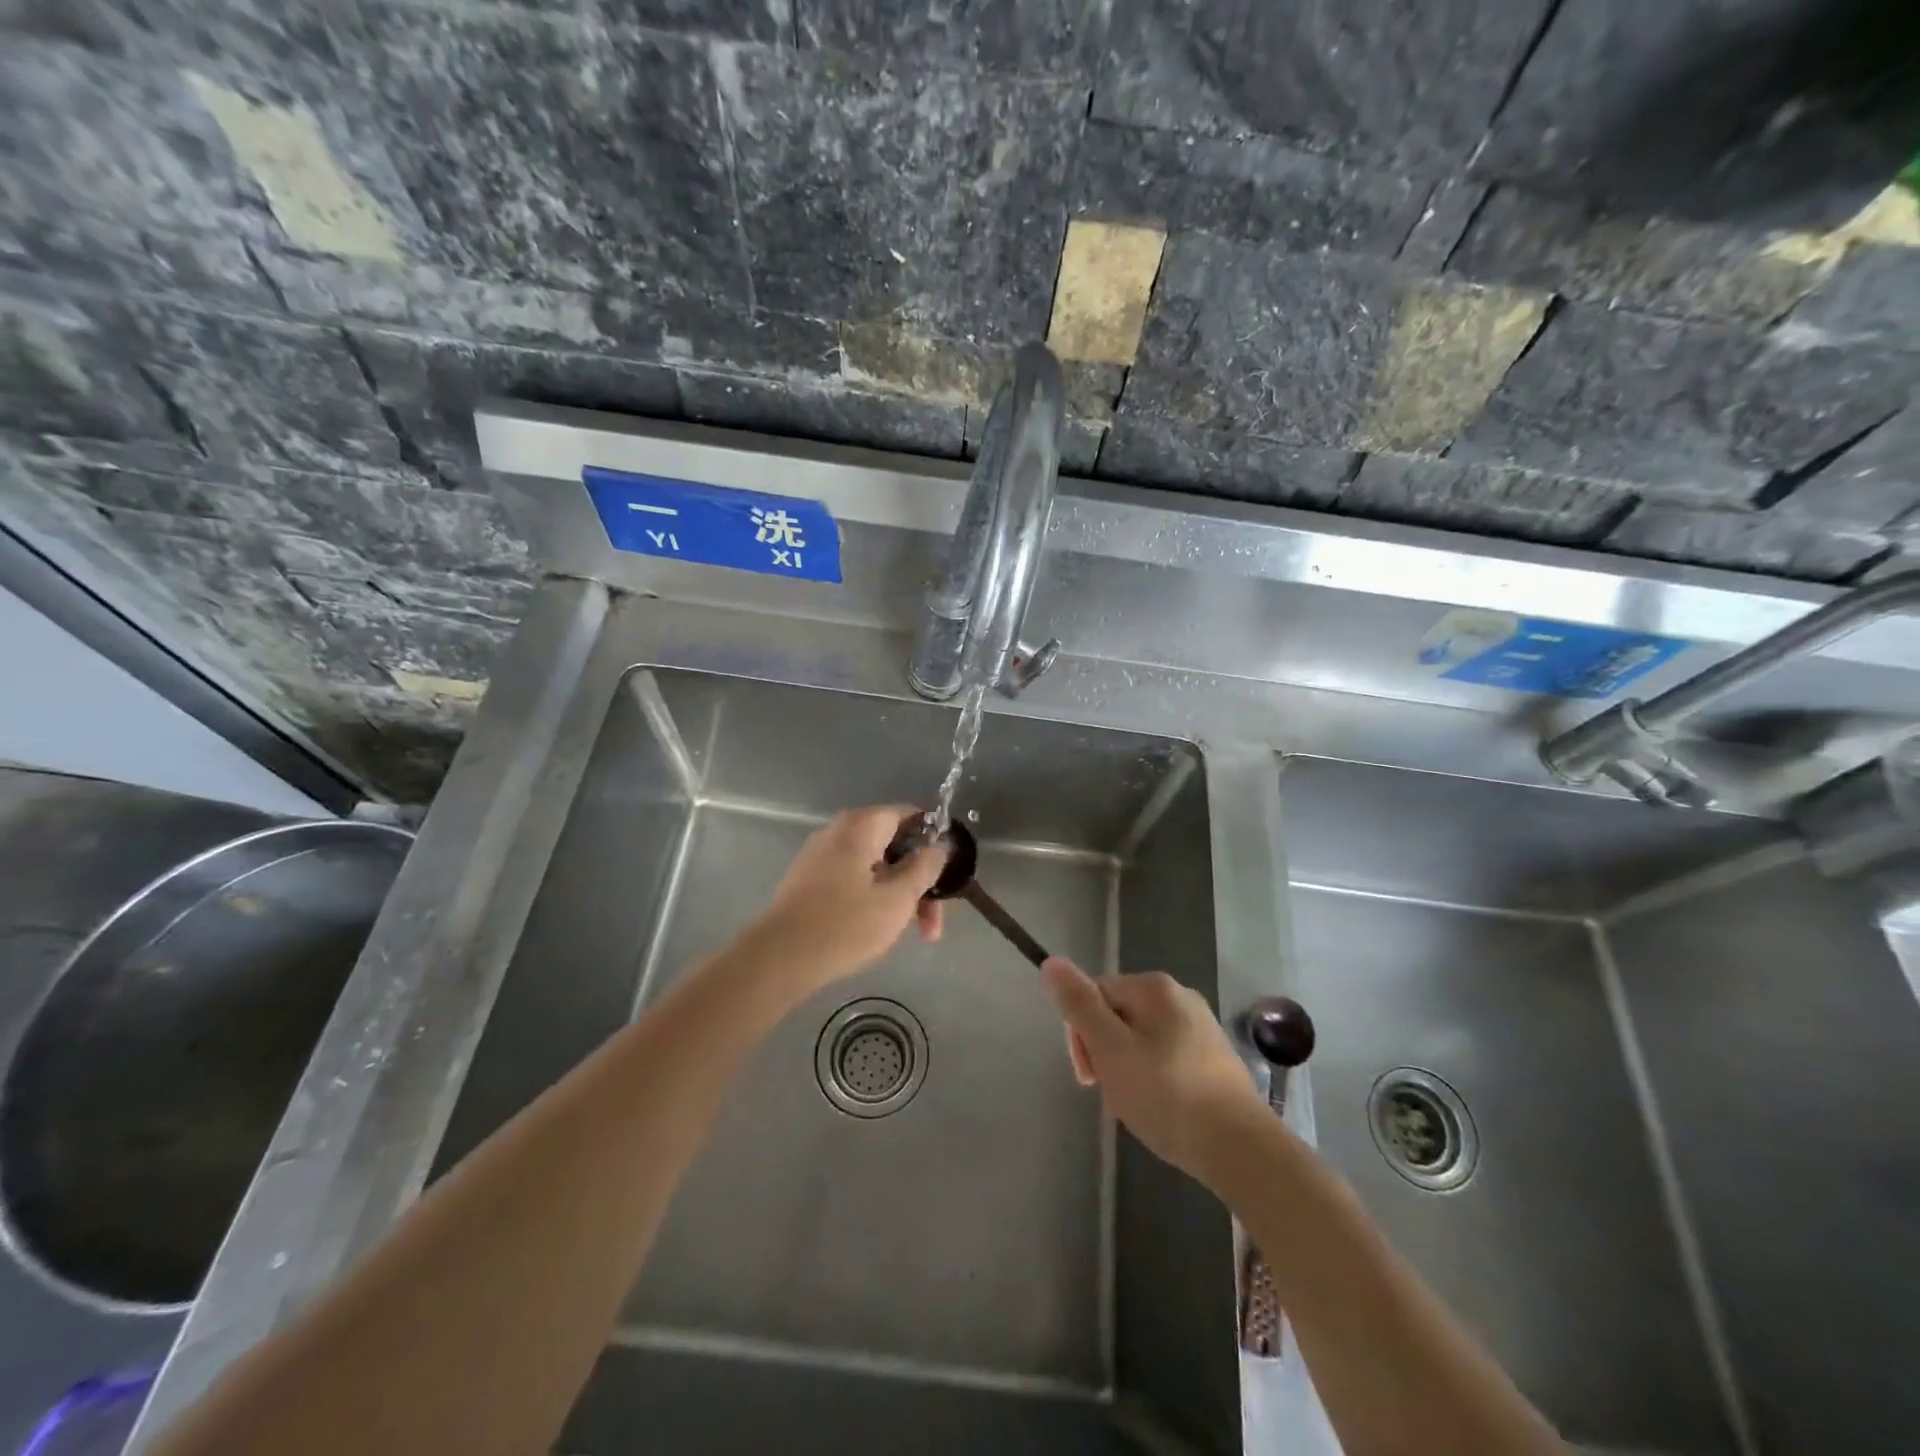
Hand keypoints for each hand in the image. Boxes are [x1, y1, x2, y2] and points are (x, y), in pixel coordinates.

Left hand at [743, 806, 947, 998]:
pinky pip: (854, 878)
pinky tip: (878, 928)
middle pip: (894, 845)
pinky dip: (873, 897)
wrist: (779, 958)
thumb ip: (925, 867)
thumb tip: (940, 846)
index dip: (935, 840)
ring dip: (898, 894)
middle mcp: (840, 830)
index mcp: (862, 824)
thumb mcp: (898, 898)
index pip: (910, 815)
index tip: (949, 873)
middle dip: (919, 881)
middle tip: (932, 923)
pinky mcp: (810, 879)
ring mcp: (821, 854)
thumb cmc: (846, 924)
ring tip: (909, 933)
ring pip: (875, 866)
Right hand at [1042, 957, 1264, 1187]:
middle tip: (1112, 1094)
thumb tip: (1051, 962)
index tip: (1088, 1076)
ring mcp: (1201, 1027)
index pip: (1094, 995)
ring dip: (1127, 1069)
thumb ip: (1079, 1005)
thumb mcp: (1110, 1049)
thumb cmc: (1167, 1095)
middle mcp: (1179, 996)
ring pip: (1140, 1040)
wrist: (1241, 1149)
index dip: (1081, 1035)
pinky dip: (1154, 1080)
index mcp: (1153, 987)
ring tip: (1136, 1107)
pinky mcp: (1215, 1058)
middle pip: (1117, 1015)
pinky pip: (1166, 1058)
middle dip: (1104, 1053)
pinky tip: (1161, 1110)